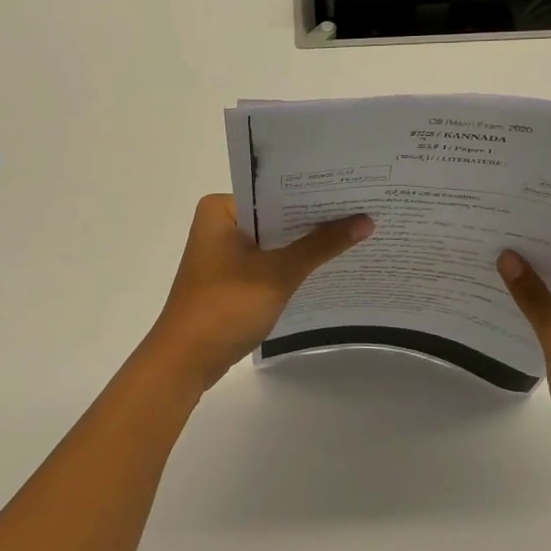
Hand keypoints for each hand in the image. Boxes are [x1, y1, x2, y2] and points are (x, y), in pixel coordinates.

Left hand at [142, 195, 373, 389]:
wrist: (185, 362)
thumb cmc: (225, 307)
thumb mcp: (278, 274)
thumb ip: (321, 245)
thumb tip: (366, 220)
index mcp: (221, 209)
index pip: (275, 189)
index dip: (315, 191)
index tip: (355, 188)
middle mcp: (220, 222)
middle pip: (276, 214)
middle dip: (315, 218)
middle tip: (365, 208)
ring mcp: (224, 252)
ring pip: (274, 240)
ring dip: (306, 243)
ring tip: (357, 232)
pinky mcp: (230, 277)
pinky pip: (268, 260)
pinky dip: (292, 263)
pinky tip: (328, 264)